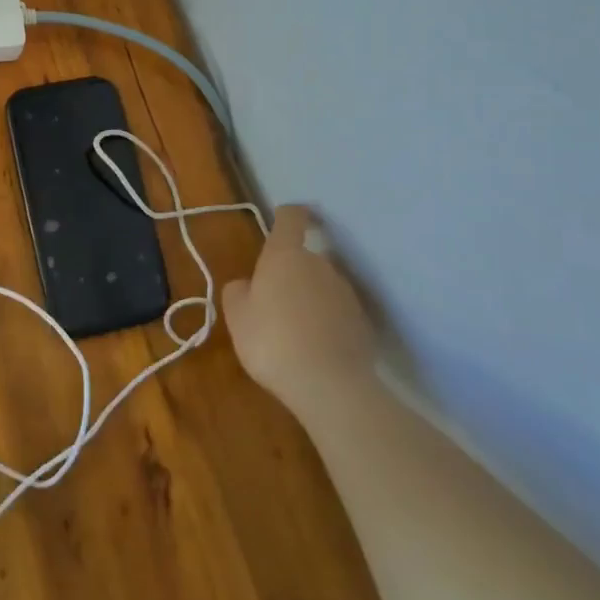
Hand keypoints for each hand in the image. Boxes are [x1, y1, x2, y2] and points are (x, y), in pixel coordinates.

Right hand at [223, 205, 376, 419]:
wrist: (330, 385)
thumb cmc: (272, 341)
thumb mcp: (237, 317)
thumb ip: (238, 292)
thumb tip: (248, 284)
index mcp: (285, 256)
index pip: (291, 218)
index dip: (287, 214)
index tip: (283, 217)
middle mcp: (320, 265)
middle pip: (304, 257)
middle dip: (290, 273)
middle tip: (272, 302)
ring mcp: (345, 293)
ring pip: (321, 286)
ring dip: (309, 298)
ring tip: (293, 332)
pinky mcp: (362, 322)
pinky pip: (337, 313)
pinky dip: (325, 322)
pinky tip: (314, 349)